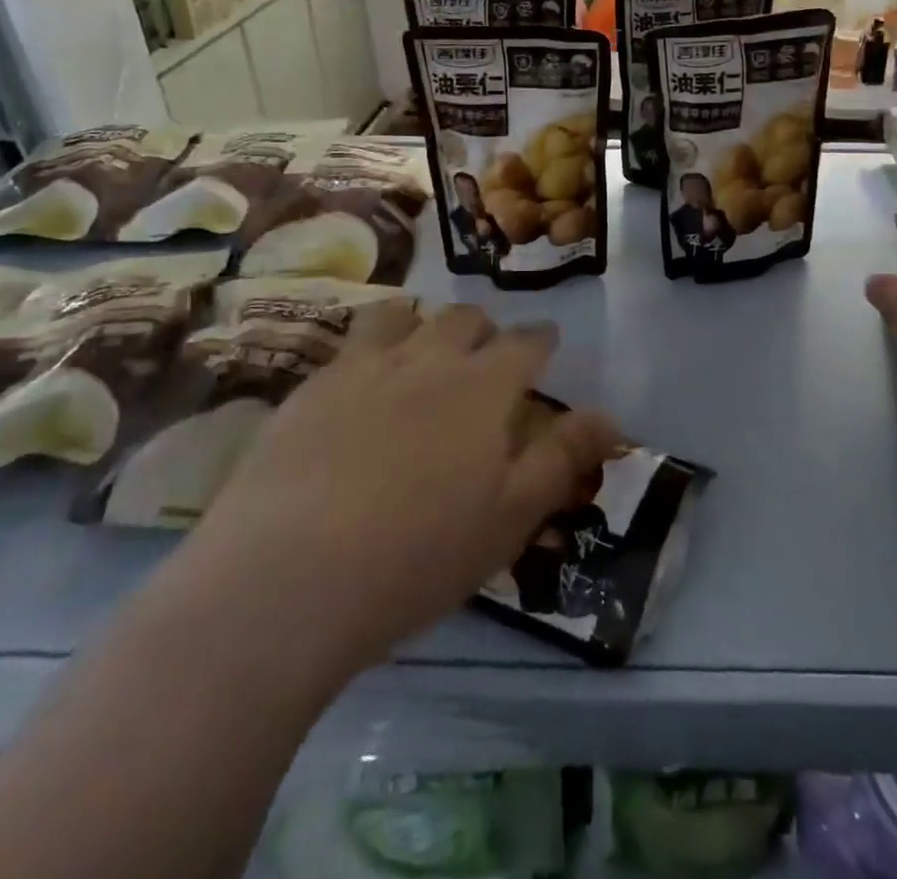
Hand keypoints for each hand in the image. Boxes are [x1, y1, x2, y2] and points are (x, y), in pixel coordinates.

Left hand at [180, 304, 620, 677]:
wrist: (285, 581)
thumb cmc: (419, 555)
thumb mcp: (511, 516)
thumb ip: (564, 458)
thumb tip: (611, 418)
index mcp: (483, 386)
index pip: (526, 342)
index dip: (541, 340)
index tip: (546, 344)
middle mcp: (427, 359)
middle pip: (464, 319)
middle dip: (483, 330)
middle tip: (484, 360)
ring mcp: (362, 368)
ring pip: (401, 316)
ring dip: (420, 325)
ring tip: (419, 356)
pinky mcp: (308, 389)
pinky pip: (348, 347)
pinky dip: (368, 353)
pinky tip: (358, 390)